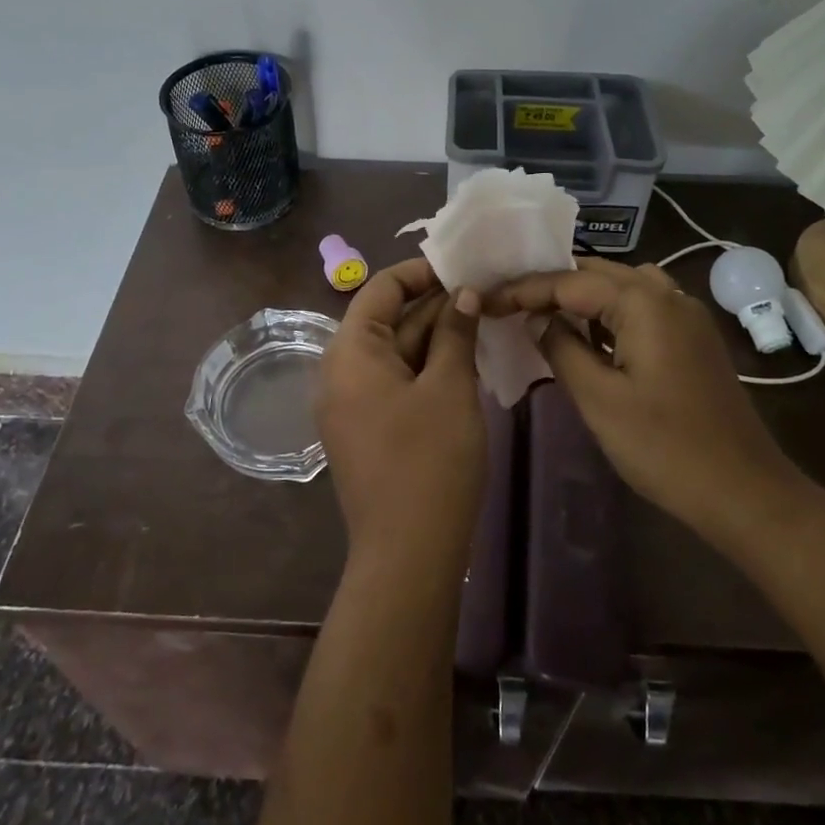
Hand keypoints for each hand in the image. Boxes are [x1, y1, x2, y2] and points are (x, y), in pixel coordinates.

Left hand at [317, 259, 487, 574]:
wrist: (408, 554)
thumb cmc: (430, 460)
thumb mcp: (450, 387)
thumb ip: (455, 333)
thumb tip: (463, 294)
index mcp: (349, 352)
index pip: (380, 289)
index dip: (421, 273)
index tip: (463, 270)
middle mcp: (340, 372)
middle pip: (387, 320)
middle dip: (434, 305)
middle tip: (484, 295)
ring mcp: (351, 404)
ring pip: (394, 352)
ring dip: (435, 337)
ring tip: (482, 321)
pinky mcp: (366, 429)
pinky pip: (394, 382)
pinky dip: (425, 367)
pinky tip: (463, 361)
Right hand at [483, 258, 801, 536]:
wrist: (744, 491)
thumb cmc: (665, 447)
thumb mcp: (599, 399)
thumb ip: (561, 349)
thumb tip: (538, 319)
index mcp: (643, 302)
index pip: (568, 281)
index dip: (523, 290)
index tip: (486, 300)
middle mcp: (667, 294)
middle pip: (596, 273)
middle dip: (550, 285)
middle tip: (508, 301)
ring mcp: (685, 315)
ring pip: (621, 288)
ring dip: (580, 296)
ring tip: (539, 311)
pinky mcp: (692, 338)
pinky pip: (641, 308)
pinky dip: (608, 313)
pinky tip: (586, 334)